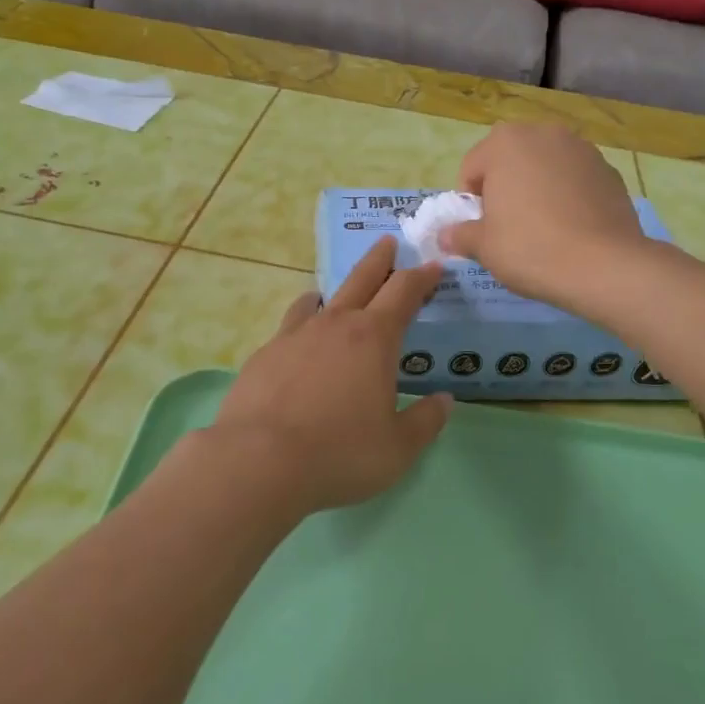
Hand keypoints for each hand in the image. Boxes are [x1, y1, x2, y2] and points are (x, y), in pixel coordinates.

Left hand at [211, 236, 450, 515]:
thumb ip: (426, 421)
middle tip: (388, 242)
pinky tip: (298, 338)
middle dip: (379, 259)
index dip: (422, 276)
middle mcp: (335, 325)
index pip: (404, 292)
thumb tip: (445, 400)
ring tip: (334, 293)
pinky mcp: (265, 354)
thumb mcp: (398, 448)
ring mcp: (295, 335)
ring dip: (335, 290)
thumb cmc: (340, 453)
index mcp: (374, 338)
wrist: (259, 462)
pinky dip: (302, 321)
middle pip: (362, 279)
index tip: (433, 265)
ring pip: (319, 299)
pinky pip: (290, 325)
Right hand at [445, 124, 646, 307]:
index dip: (470, 201)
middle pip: (511, 160)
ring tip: (543, 227)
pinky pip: (575, 179)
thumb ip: (460, 235)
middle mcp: (544, 133)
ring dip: (538, 187)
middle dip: (505, 187)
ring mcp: (581, 149)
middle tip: (509, 226)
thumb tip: (445, 235)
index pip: (472, 168)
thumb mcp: (483, 247)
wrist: (604, 266)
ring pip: (545, 166)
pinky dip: (568, 195)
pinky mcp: (609, 170)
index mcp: (505, 142)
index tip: (481, 228)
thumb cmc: (530, 248)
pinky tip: (571, 227)